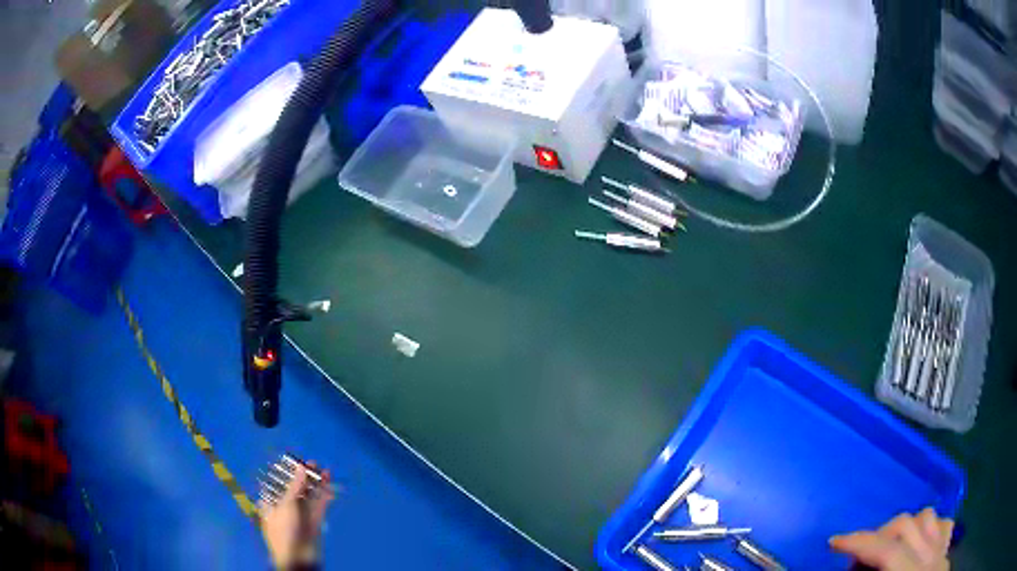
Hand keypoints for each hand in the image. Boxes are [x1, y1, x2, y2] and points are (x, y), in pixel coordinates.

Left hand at [259, 463, 335, 568]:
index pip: (278, 483)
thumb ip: (295, 485)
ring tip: (324, 471)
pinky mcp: (314, 522)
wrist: (298, 557)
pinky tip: (329, 486)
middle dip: (304, 477)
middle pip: (295, 489)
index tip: (296, 461)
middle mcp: (285, 507)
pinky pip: (319, 506)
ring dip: (316, 485)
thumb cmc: (284, 530)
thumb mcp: (286, 505)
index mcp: (271, 503)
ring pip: (309, 496)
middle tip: (313, 464)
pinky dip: (324, 496)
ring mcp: (300, 515)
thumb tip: (301, 467)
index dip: (287, 472)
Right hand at [830, 508, 952, 570]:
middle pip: (906, 526)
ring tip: (889, 548)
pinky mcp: (946, 551)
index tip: (834, 542)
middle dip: (878, 536)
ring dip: (905, 528)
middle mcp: (930, 555)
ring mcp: (941, 550)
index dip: (860, 544)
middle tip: (858, 560)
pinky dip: (930, 527)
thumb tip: (856, 570)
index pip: (887, 551)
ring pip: (927, 517)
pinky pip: (943, 524)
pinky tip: (920, 542)